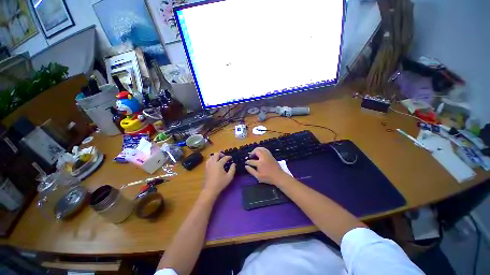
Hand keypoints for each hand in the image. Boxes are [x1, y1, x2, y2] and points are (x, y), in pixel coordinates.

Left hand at [203, 153, 235, 196]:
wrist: (211, 189)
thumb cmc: (221, 183)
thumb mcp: (229, 177)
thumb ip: (232, 169)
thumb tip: (233, 164)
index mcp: (219, 164)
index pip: (224, 158)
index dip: (228, 157)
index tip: (231, 157)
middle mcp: (213, 163)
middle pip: (216, 154)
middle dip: (221, 154)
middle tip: (224, 156)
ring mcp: (208, 165)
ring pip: (211, 156)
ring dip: (215, 156)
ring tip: (219, 158)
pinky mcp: (206, 168)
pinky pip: (208, 160)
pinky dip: (211, 159)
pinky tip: (214, 162)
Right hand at [245, 147, 291, 185]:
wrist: (279, 176)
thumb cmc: (268, 177)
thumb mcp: (258, 176)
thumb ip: (251, 171)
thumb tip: (246, 166)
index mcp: (260, 163)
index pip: (251, 161)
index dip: (248, 162)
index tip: (246, 162)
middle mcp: (263, 157)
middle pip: (256, 151)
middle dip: (252, 153)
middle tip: (251, 156)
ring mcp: (268, 155)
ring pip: (261, 148)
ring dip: (256, 150)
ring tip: (255, 154)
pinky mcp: (271, 155)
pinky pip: (265, 149)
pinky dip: (261, 149)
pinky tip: (260, 153)